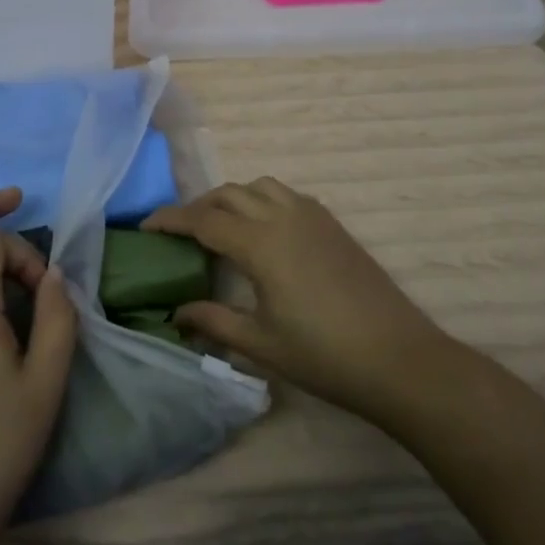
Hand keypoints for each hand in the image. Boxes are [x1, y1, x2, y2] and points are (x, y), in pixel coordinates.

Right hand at [145, 178, 446, 424]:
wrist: (399, 358)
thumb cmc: (324, 356)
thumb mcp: (261, 343)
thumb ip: (214, 321)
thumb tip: (178, 312)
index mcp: (261, 244)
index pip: (203, 220)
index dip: (170, 219)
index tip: (145, 226)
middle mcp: (283, 217)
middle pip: (229, 194)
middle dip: (199, 206)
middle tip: (180, 232)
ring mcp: (312, 216)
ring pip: (260, 186)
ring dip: (233, 197)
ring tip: (221, 226)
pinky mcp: (332, 224)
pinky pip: (286, 195)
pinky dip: (263, 200)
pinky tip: (264, 230)